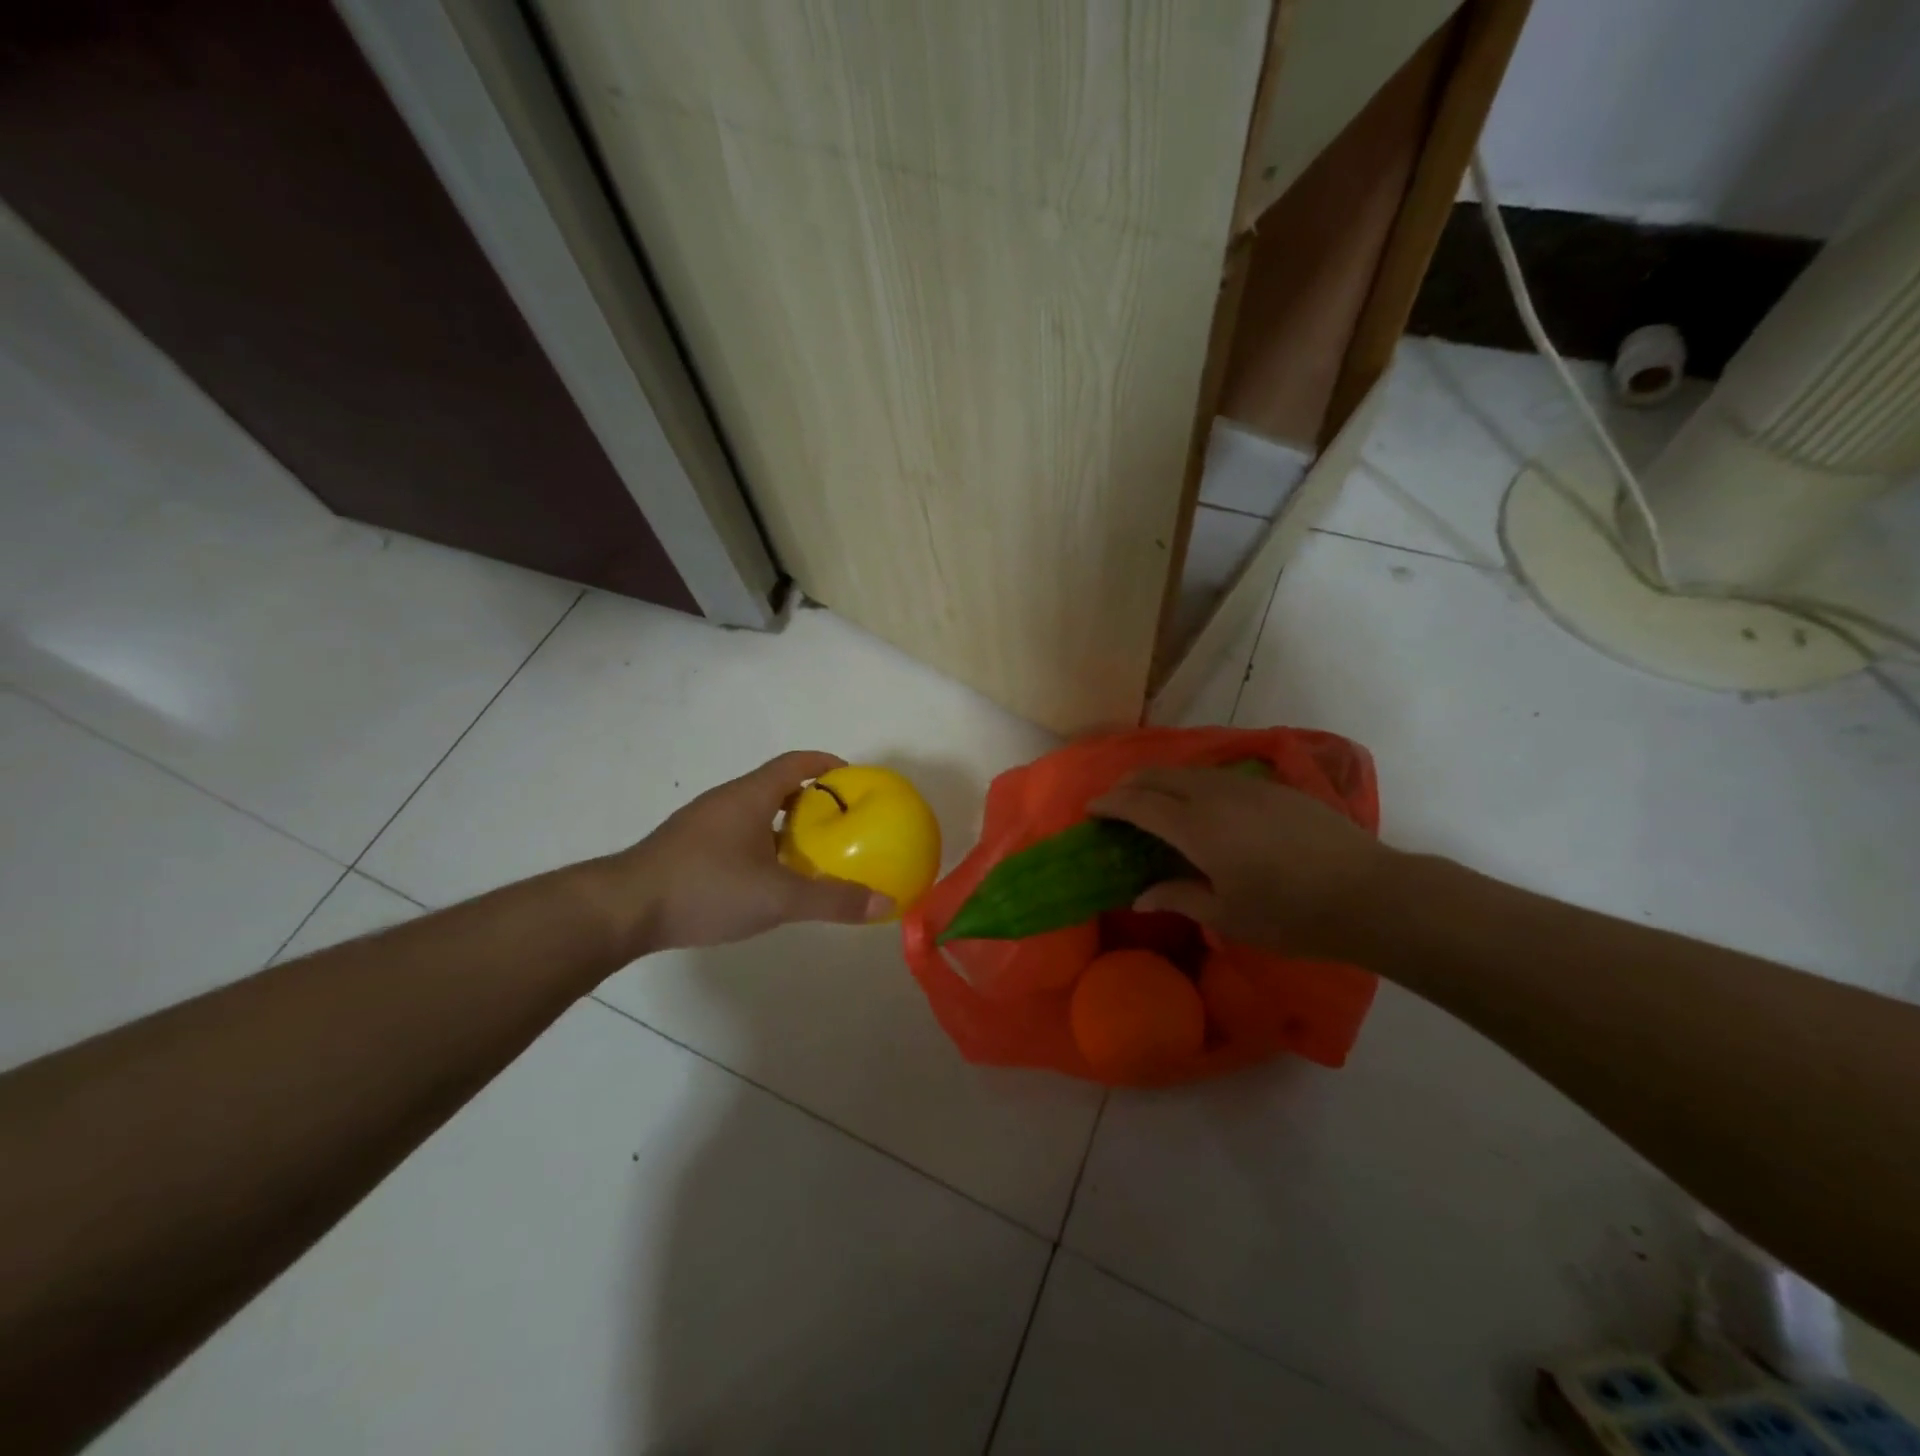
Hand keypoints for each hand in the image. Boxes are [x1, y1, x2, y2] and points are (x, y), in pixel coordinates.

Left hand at [607, 752, 891, 953]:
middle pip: (778, 786)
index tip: (855, 779)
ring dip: (786, 824)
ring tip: (811, 852)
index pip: (797, 763)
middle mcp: (727, 800)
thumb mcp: (777, 897)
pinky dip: (763, 843)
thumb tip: (884, 902)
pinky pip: (738, 833)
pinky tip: (767, 877)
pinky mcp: (688, 848)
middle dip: (812, 799)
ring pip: (756, 812)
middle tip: (842, 823)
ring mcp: (703, 824)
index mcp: (751, 796)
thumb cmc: (705, 888)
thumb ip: (832, 900)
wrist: (622, 909)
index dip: (828, 764)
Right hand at [1089, 766, 1393, 958]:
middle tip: (1114, 802)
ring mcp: (1246, 786)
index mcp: (1196, 827)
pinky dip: (1191, 783)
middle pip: (1158, 776)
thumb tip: (1139, 895)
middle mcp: (1214, 796)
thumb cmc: (1290, 914)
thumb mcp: (1227, 915)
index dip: (1110, 803)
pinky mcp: (1273, 787)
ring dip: (1159, 781)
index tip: (1091, 809)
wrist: (1368, 893)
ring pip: (1188, 771)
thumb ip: (1178, 896)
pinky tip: (1199, 802)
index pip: (1139, 804)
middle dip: (1128, 784)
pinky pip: (1216, 775)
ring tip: (1150, 800)